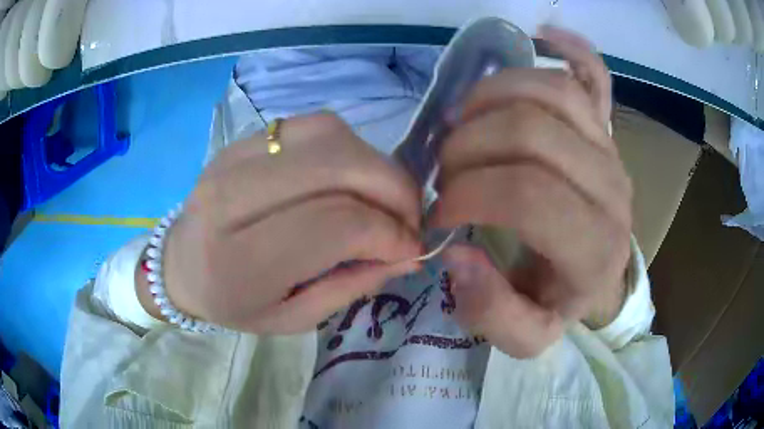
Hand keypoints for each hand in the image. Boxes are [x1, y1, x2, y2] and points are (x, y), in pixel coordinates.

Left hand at [152, 113, 422, 333]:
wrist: (180, 265)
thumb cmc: (232, 303)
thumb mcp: (293, 318)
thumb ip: (352, 286)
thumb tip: (409, 254)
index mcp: (239, 258)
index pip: (335, 223)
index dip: (389, 233)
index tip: (411, 249)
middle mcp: (231, 196)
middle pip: (337, 165)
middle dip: (393, 189)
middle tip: (410, 218)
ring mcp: (234, 156)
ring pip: (329, 135)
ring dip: (374, 164)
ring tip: (385, 198)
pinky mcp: (242, 139)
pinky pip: (312, 126)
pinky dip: (348, 148)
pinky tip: (351, 178)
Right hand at [433, 26, 632, 357]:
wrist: (599, 276)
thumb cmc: (559, 301)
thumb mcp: (524, 334)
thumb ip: (491, 312)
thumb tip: (456, 255)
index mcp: (594, 249)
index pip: (530, 196)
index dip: (470, 192)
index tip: (438, 209)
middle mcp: (612, 189)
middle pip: (534, 133)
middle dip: (469, 146)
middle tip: (445, 169)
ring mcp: (612, 148)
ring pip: (553, 91)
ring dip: (491, 97)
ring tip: (463, 122)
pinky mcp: (608, 126)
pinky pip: (595, 74)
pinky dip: (570, 48)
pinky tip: (543, 36)